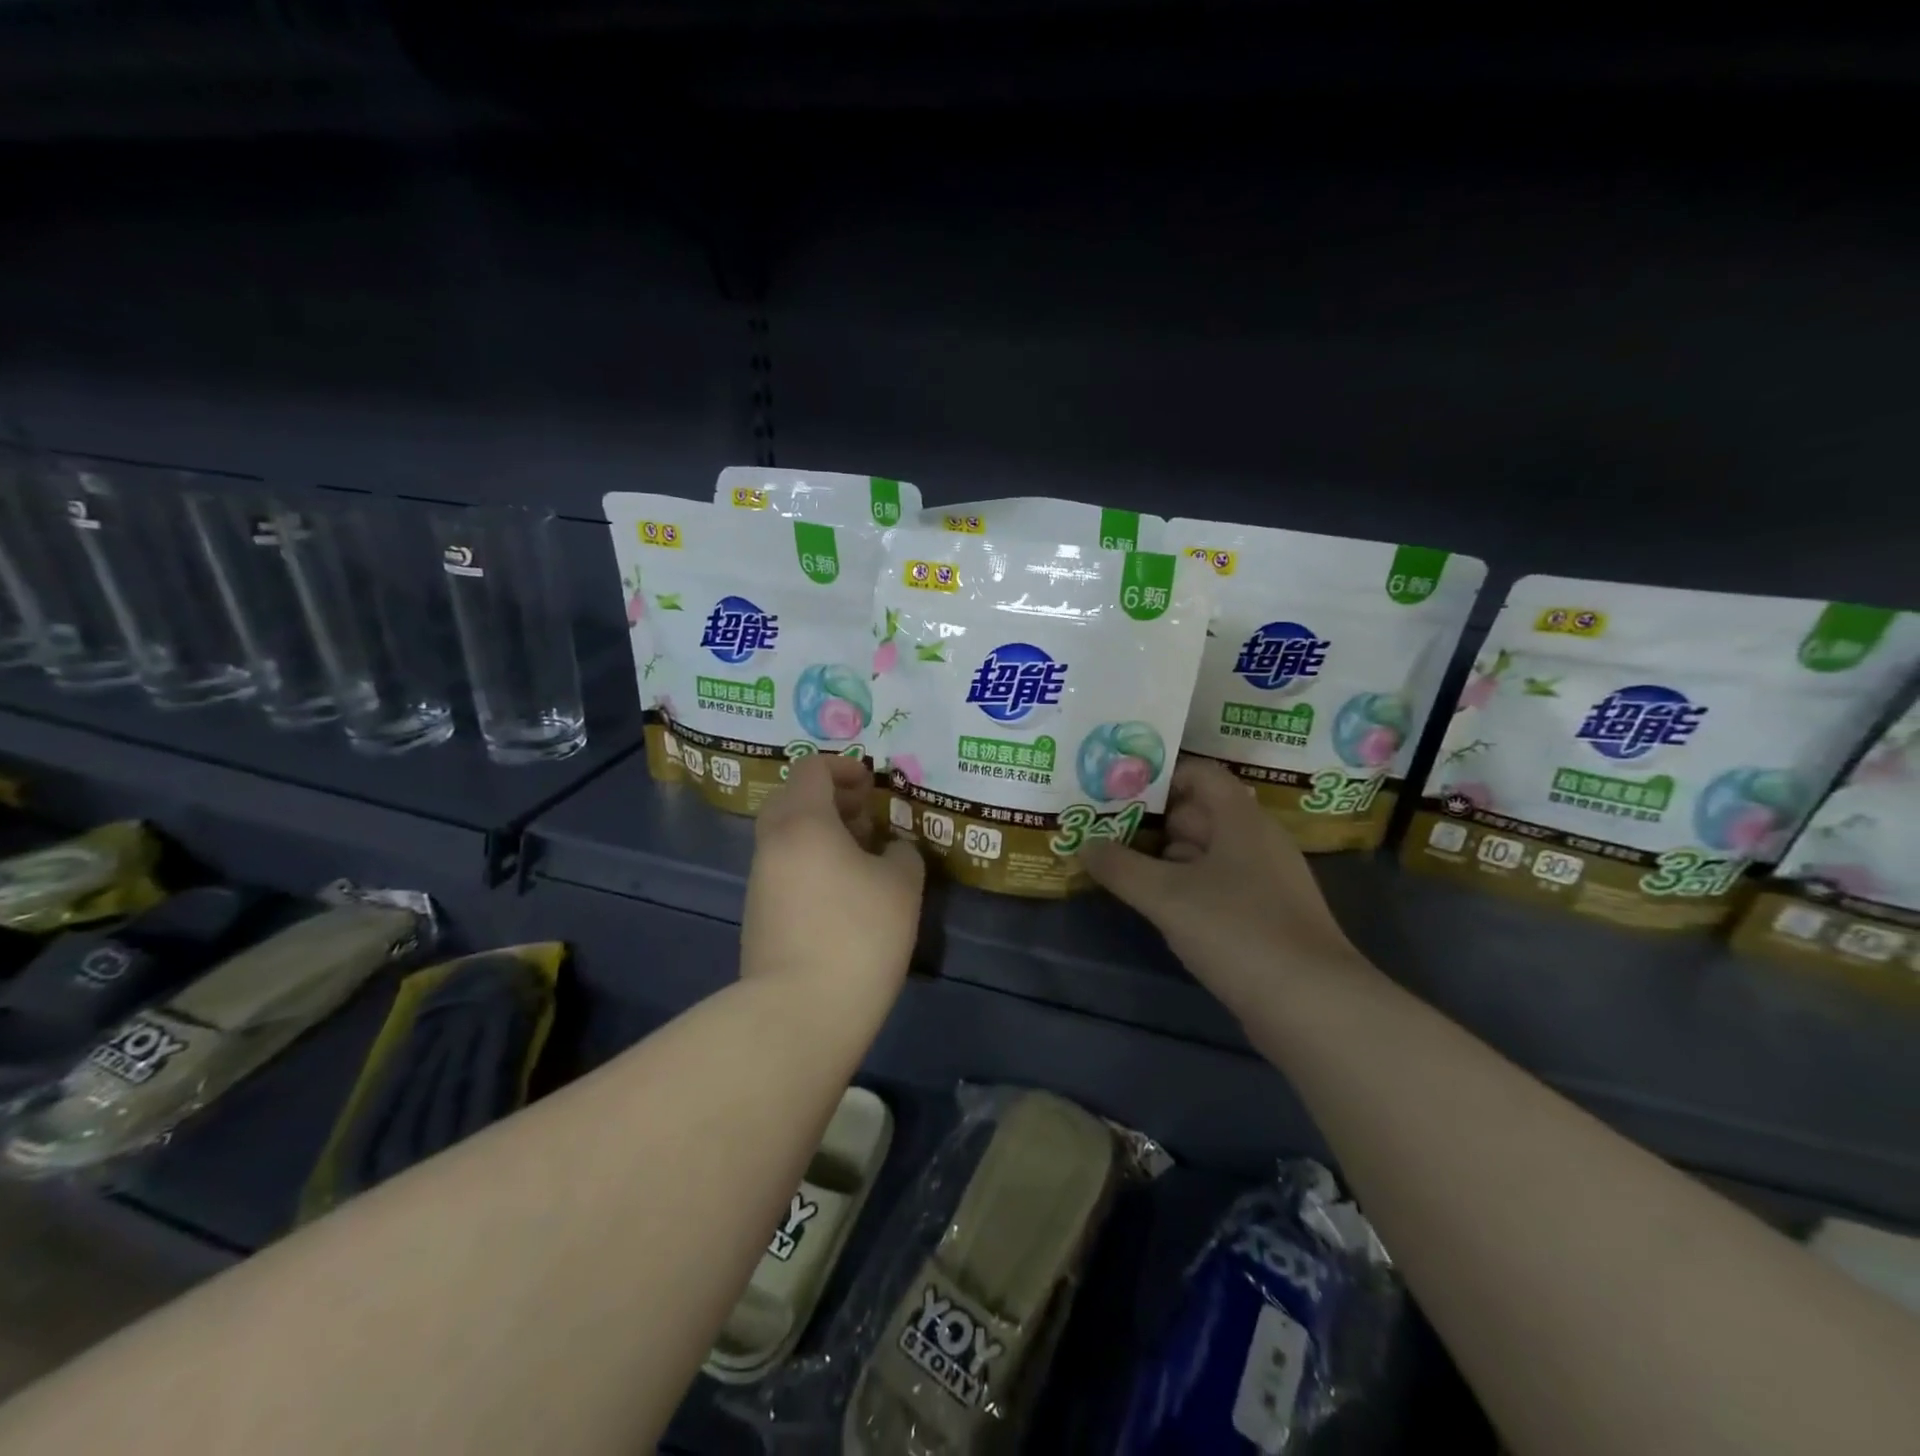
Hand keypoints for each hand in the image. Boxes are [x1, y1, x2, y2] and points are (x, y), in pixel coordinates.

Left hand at [741, 754, 925, 992]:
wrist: (799, 1011)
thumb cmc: (857, 934)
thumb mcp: (902, 885)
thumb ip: (901, 853)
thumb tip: (890, 850)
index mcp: (803, 822)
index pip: (811, 769)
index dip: (844, 767)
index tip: (873, 787)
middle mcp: (773, 843)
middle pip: (793, 799)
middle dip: (832, 799)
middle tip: (868, 818)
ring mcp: (760, 881)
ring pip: (788, 836)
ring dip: (823, 833)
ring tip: (864, 857)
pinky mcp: (759, 915)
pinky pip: (785, 868)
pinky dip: (812, 863)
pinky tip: (844, 893)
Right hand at [1078, 760, 1369, 1017]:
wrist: (1313, 1006)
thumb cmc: (1238, 931)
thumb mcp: (1167, 896)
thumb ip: (1120, 867)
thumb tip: (1084, 844)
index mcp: (1241, 819)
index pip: (1200, 774)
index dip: (1159, 776)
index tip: (1118, 791)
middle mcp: (1257, 841)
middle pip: (1200, 813)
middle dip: (1152, 820)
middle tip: (1105, 829)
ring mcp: (1266, 881)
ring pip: (1207, 853)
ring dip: (1165, 857)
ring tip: (1119, 866)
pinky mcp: (1266, 917)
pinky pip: (1218, 887)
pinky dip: (1186, 888)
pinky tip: (1158, 906)